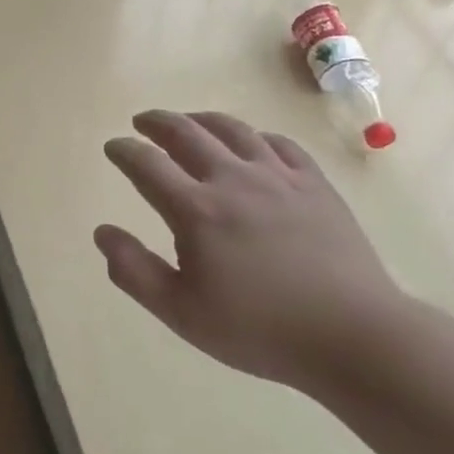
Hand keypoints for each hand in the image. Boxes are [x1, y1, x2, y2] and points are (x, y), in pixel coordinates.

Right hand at [94, 110, 411, 391]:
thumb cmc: (258, 330)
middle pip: (187, 133)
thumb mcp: (181, 313)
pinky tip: (252, 142)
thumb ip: (134, 271)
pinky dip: (255, 135)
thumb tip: (102, 232)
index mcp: (196, 210)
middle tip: (142, 122)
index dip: (124, 151)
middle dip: (158, 123)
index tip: (113, 147)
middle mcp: (234, 179)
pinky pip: (279, 144)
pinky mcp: (315, 184)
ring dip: (202, 120)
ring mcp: (279, 176)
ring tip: (188, 121)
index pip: (147, 165)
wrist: (352, 334)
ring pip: (233, 130)